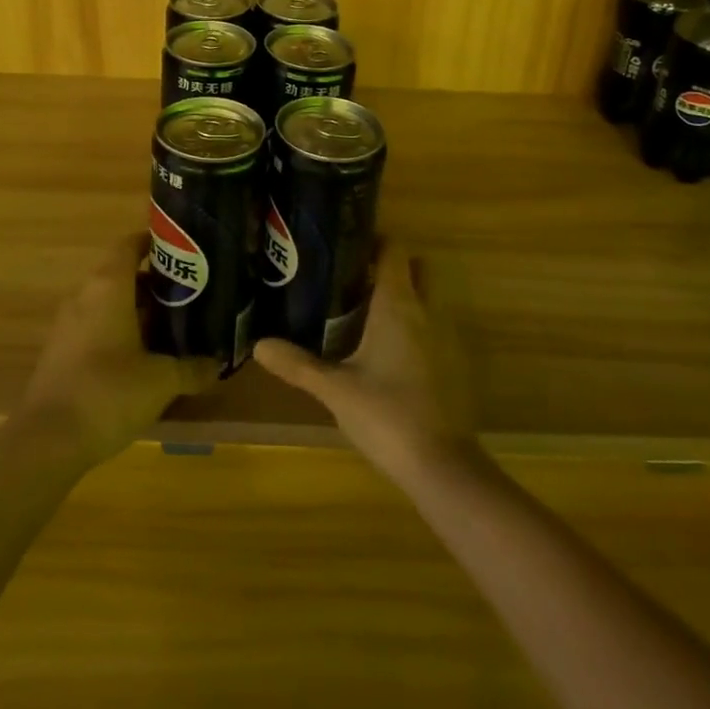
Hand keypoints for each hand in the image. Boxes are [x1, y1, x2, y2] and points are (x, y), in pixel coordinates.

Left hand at [16, 232, 220, 470]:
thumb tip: (217, 363)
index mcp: (109, 285)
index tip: (183, 250)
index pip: (130, 243)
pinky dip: (118, 331)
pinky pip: (95, 326)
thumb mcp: (161, 381)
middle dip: (154, 283)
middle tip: (188, 296)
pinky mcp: (60, 351)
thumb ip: (192, 368)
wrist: (47, 440)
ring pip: (108, 302)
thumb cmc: (109, 392)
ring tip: (170, 328)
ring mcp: (68, 323)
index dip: (155, 241)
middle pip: (122, 273)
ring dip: (136, 310)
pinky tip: (140, 358)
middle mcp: (85, 294)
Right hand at [253, 242, 476, 482]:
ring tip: (361, 312)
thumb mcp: (334, 388)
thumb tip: (258, 344)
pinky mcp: (451, 369)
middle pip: (416, 271)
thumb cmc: (386, 414)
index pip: (394, 251)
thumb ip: (298, 364)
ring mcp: (444, 341)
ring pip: (425, 302)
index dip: (374, 239)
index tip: (347, 241)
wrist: (443, 468)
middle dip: (391, 268)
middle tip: (352, 277)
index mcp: (398, 305)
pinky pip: (430, 332)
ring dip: (402, 299)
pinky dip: (412, 330)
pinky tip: (384, 353)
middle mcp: (426, 313)